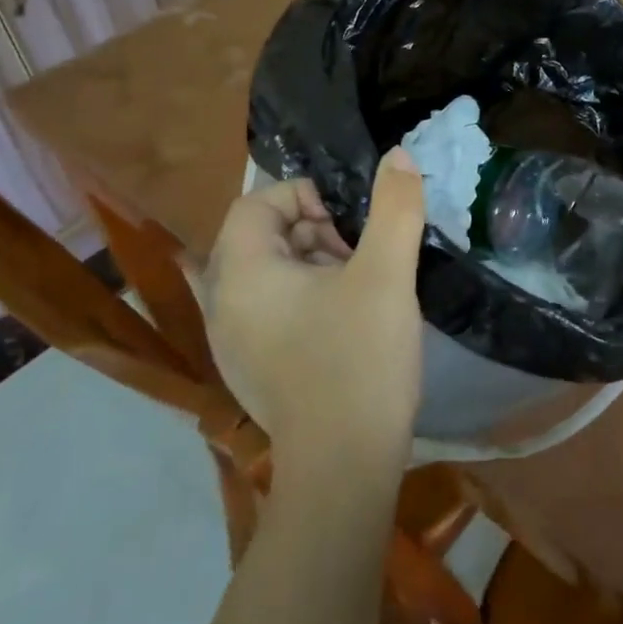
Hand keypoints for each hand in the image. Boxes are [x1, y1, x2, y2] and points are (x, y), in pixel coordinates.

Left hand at [202, 149, 427, 472]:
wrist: (344, 467)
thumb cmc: (359, 360)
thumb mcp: (387, 274)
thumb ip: (395, 207)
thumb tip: (399, 156)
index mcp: (242, 274)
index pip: (255, 203)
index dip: (303, 197)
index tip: (348, 223)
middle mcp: (224, 304)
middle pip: (261, 237)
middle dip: (314, 232)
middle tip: (360, 255)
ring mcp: (233, 342)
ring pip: (269, 275)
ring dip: (313, 266)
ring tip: (361, 288)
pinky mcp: (251, 369)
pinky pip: (271, 311)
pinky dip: (305, 300)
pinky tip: (346, 323)